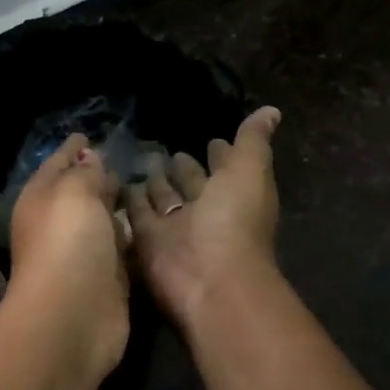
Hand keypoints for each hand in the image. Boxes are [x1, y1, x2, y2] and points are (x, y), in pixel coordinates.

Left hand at [7, 134, 129, 380]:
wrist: (73, 315)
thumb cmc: (68, 242)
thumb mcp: (74, 192)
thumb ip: (85, 172)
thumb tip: (89, 157)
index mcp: (41, 197)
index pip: (57, 163)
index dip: (72, 148)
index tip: (87, 135)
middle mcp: (58, 222)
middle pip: (79, 191)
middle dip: (96, 175)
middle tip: (123, 158)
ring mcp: (82, 252)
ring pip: (101, 218)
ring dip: (116, 205)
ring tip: (144, 184)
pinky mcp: (106, 277)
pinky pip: (120, 246)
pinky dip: (130, 234)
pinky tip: (150, 222)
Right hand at [124, 106, 282, 326]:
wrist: (208, 279)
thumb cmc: (234, 222)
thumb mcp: (248, 173)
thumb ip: (253, 141)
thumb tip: (271, 110)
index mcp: (233, 195)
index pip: (225, 168)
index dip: (220, 153)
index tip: (211, 138)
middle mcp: (204, 212)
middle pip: (191, 184)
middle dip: (182, 168)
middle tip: (166, 149)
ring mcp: (174, 228)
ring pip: (162, 199)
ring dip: (154, 183)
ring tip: (140, 161)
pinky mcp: (146, 240)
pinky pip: (135, 214)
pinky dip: (129, 200)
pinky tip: (117, 180)